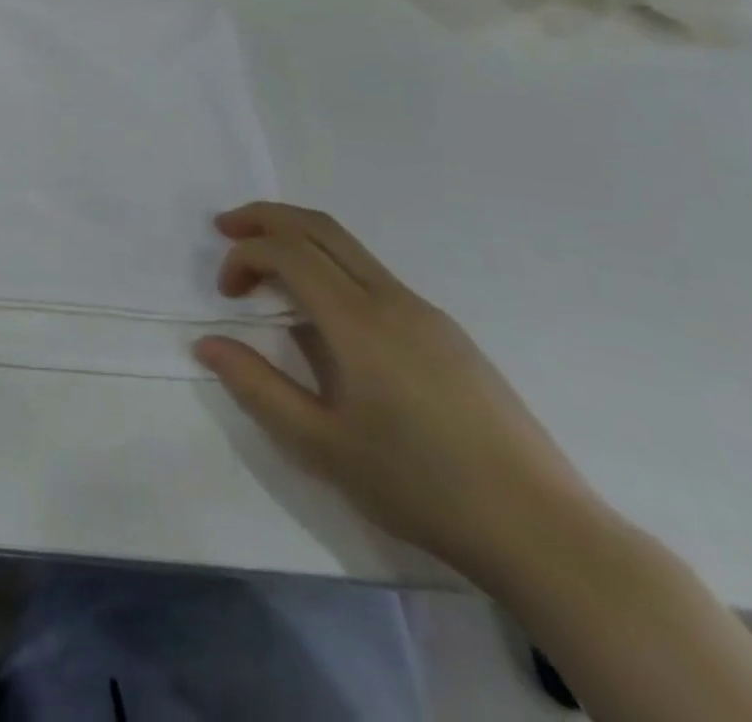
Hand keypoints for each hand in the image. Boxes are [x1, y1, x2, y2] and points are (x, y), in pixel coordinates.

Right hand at [195, 202, 602, 582]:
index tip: (224, 294)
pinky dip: (330, 269)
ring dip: (298, 241)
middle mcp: (393, 299)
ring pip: (350, 248)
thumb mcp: (321, 445)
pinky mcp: (447, 335)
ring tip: (266, 270)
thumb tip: (206, 344)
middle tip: (226, 230)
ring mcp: (426, 314)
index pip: (287, 251)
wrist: (545, 533)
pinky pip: (374, 277)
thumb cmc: (421, 486)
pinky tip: (324, 320)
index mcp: (359, 321)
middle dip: (265, 218)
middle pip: (319, 227)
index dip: (244, 256)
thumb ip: (257, 387)